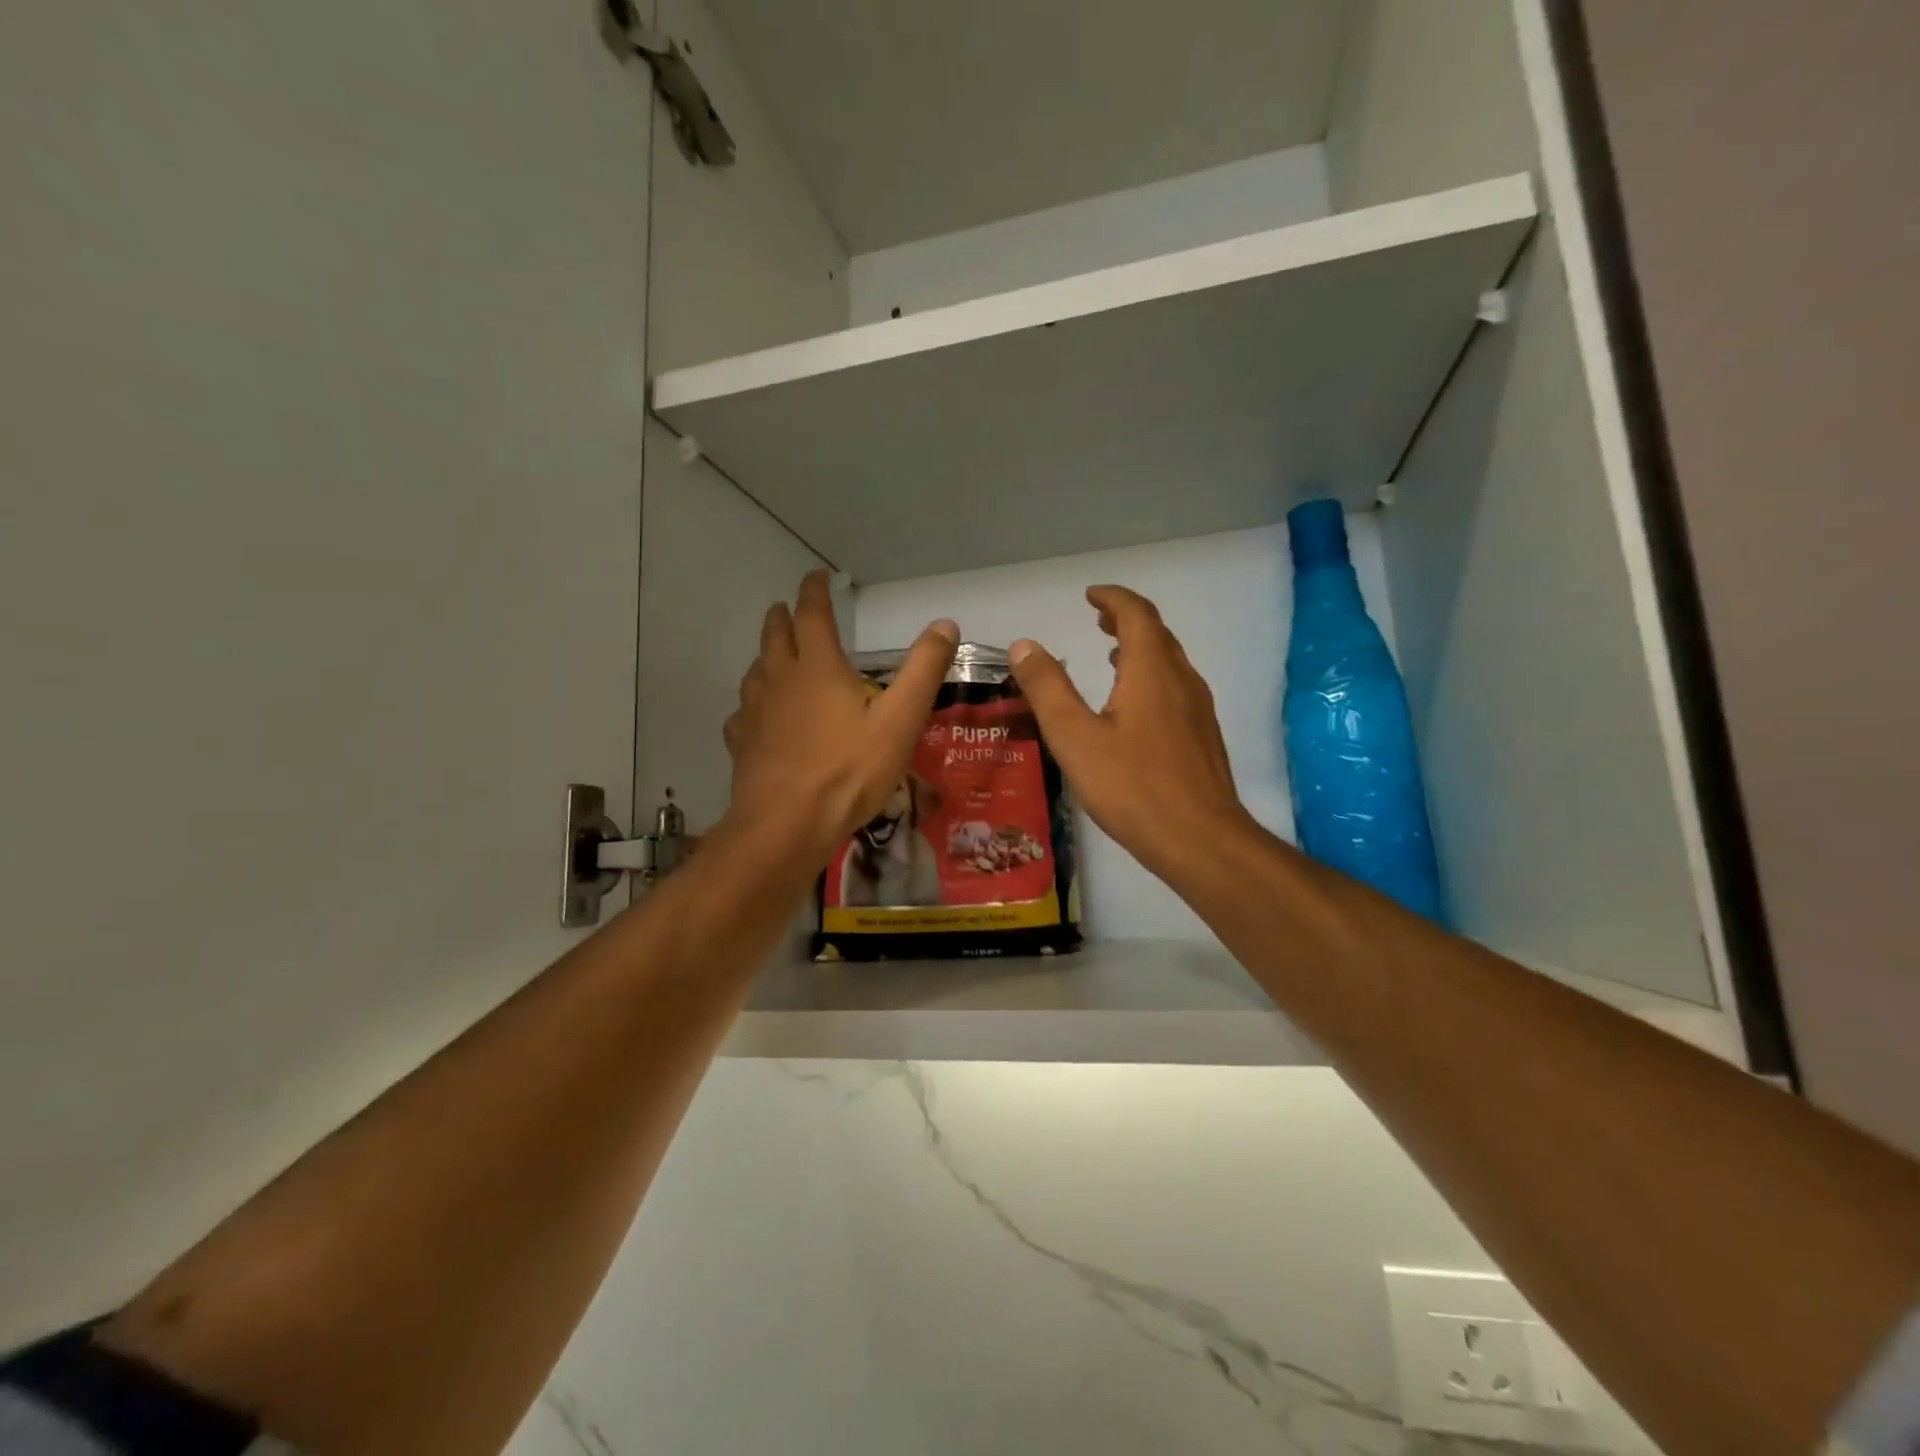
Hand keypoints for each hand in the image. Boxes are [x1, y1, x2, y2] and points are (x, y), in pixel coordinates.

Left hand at [724, 570, 957, 862]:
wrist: (788, 824)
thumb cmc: (849, 770)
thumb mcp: (901, 720)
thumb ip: (923, 671)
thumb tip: (944, 624)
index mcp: (818, 668)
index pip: (812, 615)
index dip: (814, 591)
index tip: (816, 576)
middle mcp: (781, 680)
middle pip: (775, 637)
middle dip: (782, 617)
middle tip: (786, 608)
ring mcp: (756, 713)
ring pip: (755, 672)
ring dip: (765, 655)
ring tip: (772, 655)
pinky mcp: (743, 744)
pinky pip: (744, 714)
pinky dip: (752, 704)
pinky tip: (755, 716)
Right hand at [1009, 586, 1252, 883]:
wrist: (1201, 839)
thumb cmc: (1132, 787)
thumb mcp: (1075, 737)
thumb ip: (1048, 689)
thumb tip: (1024, 645)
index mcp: (1152, 671)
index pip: (1136, 614)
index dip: (1112, 598)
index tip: (1090, 595)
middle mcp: (1181, 680)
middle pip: (1157, 634)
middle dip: (1126, 620)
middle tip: (1098, 619)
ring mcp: (1198, 709)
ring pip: (1169, 662)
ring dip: (1140, 649)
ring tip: (1110, 656)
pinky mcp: (1202, 737)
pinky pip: (1176, 688)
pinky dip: (1151, 677)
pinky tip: (1133, 707)